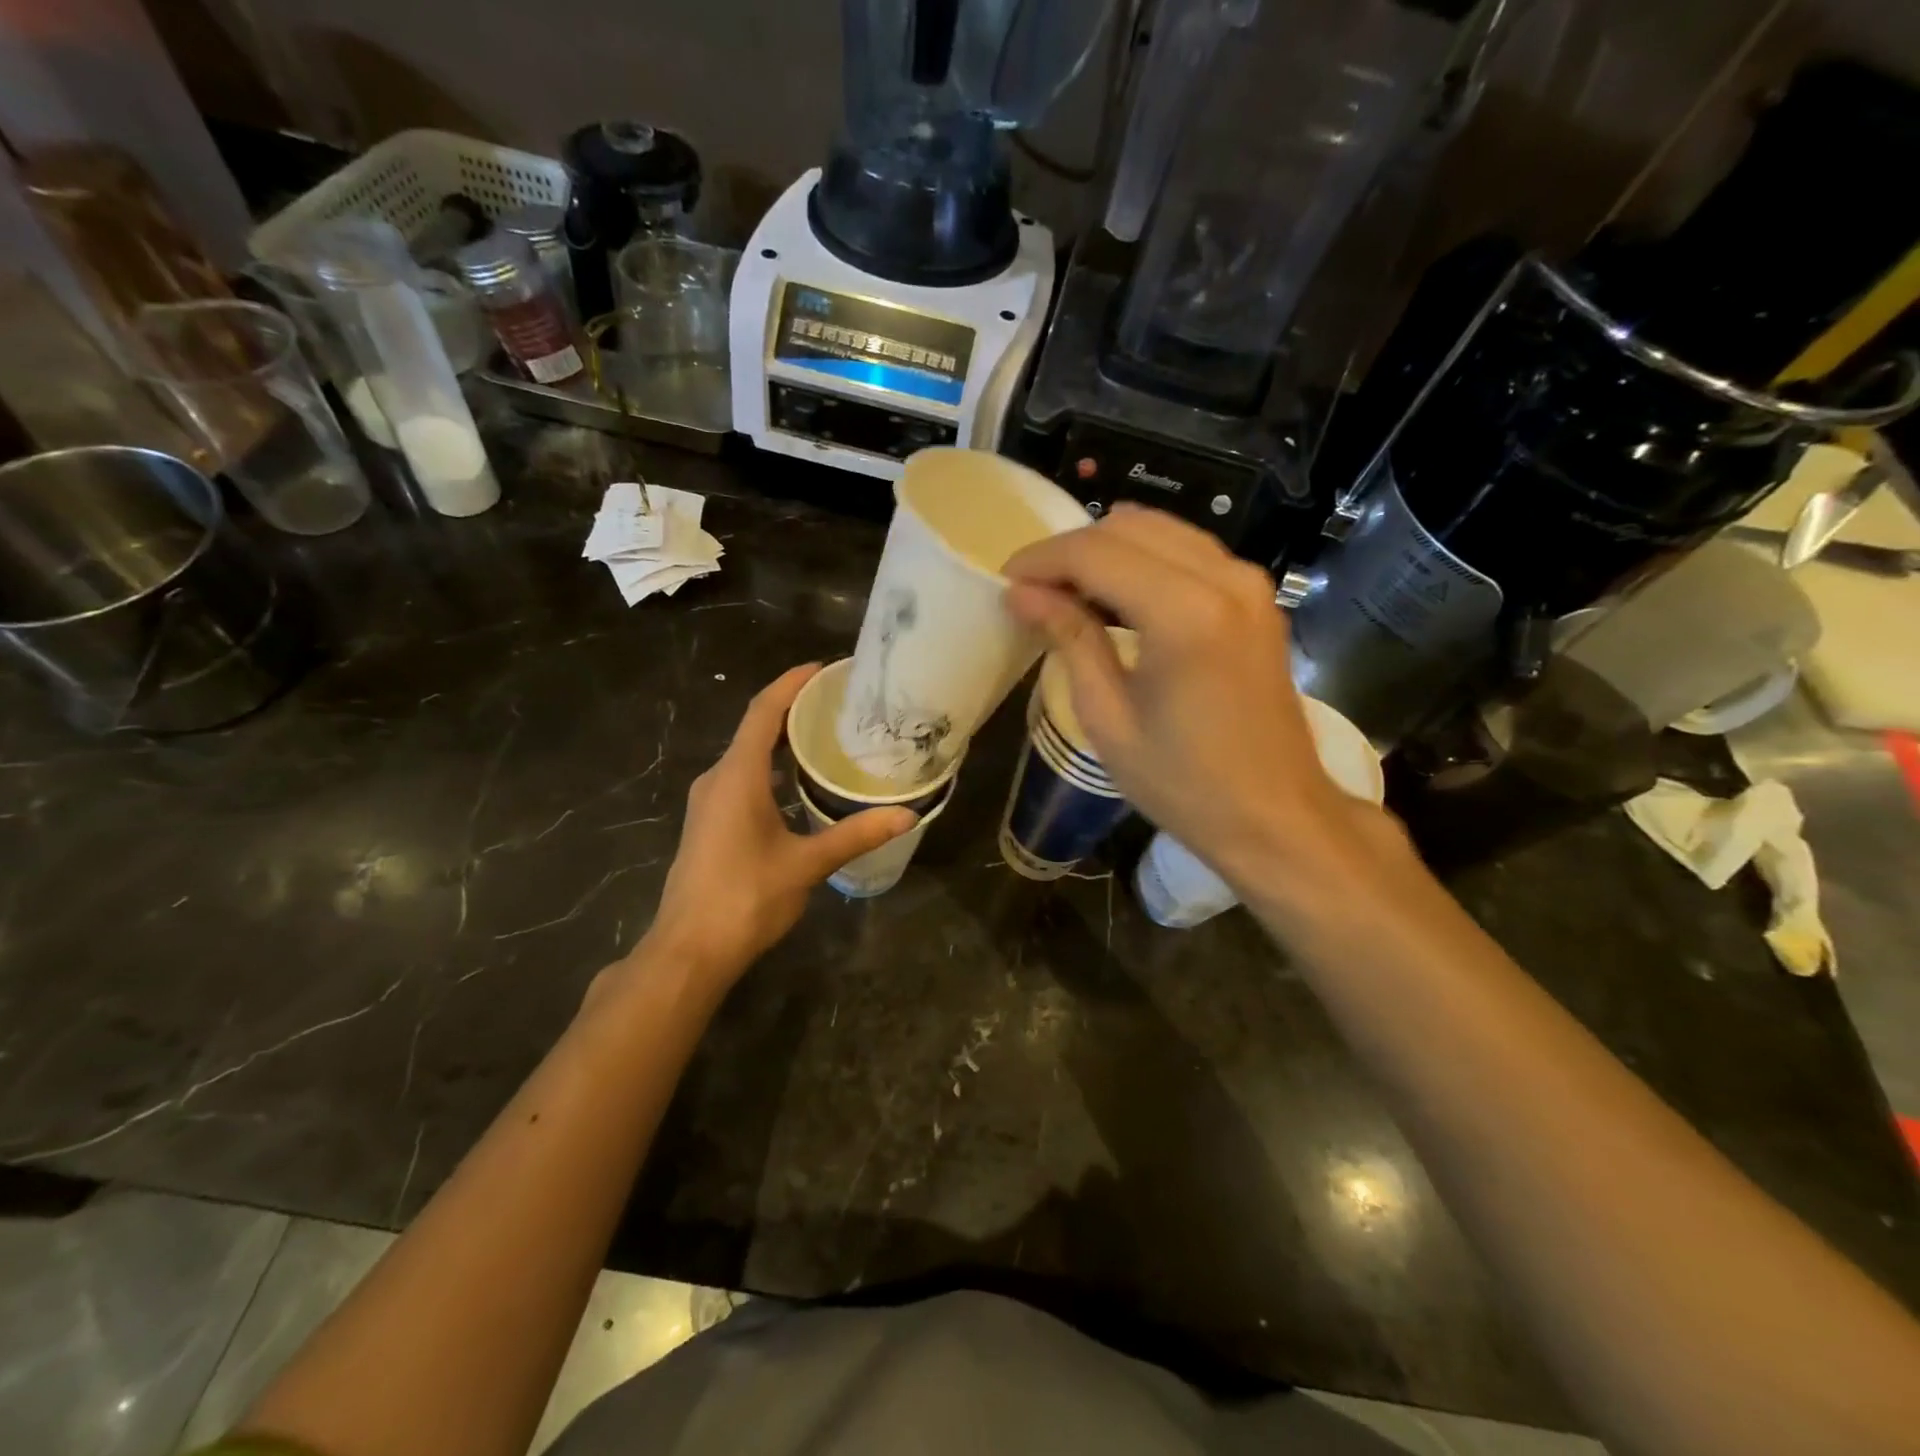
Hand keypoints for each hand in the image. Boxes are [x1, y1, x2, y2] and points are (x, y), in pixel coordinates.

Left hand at [632, 665, 915, 987]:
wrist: (689, 950)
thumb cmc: (745, 898)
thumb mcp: (806, 864)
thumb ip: (855, 835)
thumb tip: (907, 815)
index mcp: (737, 776)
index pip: (763, 712)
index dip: (791, 683)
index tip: (824, 668)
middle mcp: (718, 779)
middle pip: (756, 728)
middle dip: (794, 709)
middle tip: (840, 702)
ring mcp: (710, 802)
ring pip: (748, 755)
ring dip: (783, 740)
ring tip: (828, 735)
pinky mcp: (711, 823)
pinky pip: (744, 778)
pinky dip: (773, 768)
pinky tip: (802, 783)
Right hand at [1004, 505, 1374, 896]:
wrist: (1276, 815)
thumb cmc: (1184, 783)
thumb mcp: (1108, 717)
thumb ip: (1069, 639)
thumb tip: (1021, 594)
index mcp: (1184, 613)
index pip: (1095, 552)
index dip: (1041, 560)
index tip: (1005, 583)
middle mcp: (1223, 578)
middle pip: (1127, 527)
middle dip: (1070, 551)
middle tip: (1033, 592)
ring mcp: (1248, 582)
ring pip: (1160, 530)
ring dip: (1106, 551)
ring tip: (1068, 594)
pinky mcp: (1257, 596)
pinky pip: (1188, 551)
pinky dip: (1144, 560)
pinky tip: (1117, 597)